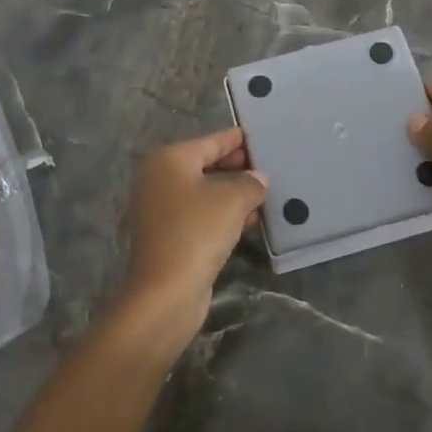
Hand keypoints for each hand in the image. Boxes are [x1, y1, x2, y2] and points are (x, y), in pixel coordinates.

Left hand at [113, 126, 266, 355]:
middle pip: (207, 165)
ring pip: (206, 192)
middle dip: (239, 168)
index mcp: (171, 159)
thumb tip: (258, 179)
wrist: (165, 293)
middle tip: (270, 168)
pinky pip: (201, 215)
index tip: (262, 138)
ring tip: (267, 194)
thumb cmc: (197, 232)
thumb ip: (251, 183)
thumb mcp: (232, 200)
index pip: (212, 141)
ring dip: (234, 194)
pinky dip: (224, 215)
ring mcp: (161, 209)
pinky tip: (251, 220)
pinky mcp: (168, 236)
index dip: (239, 140)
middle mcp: (161, 179)